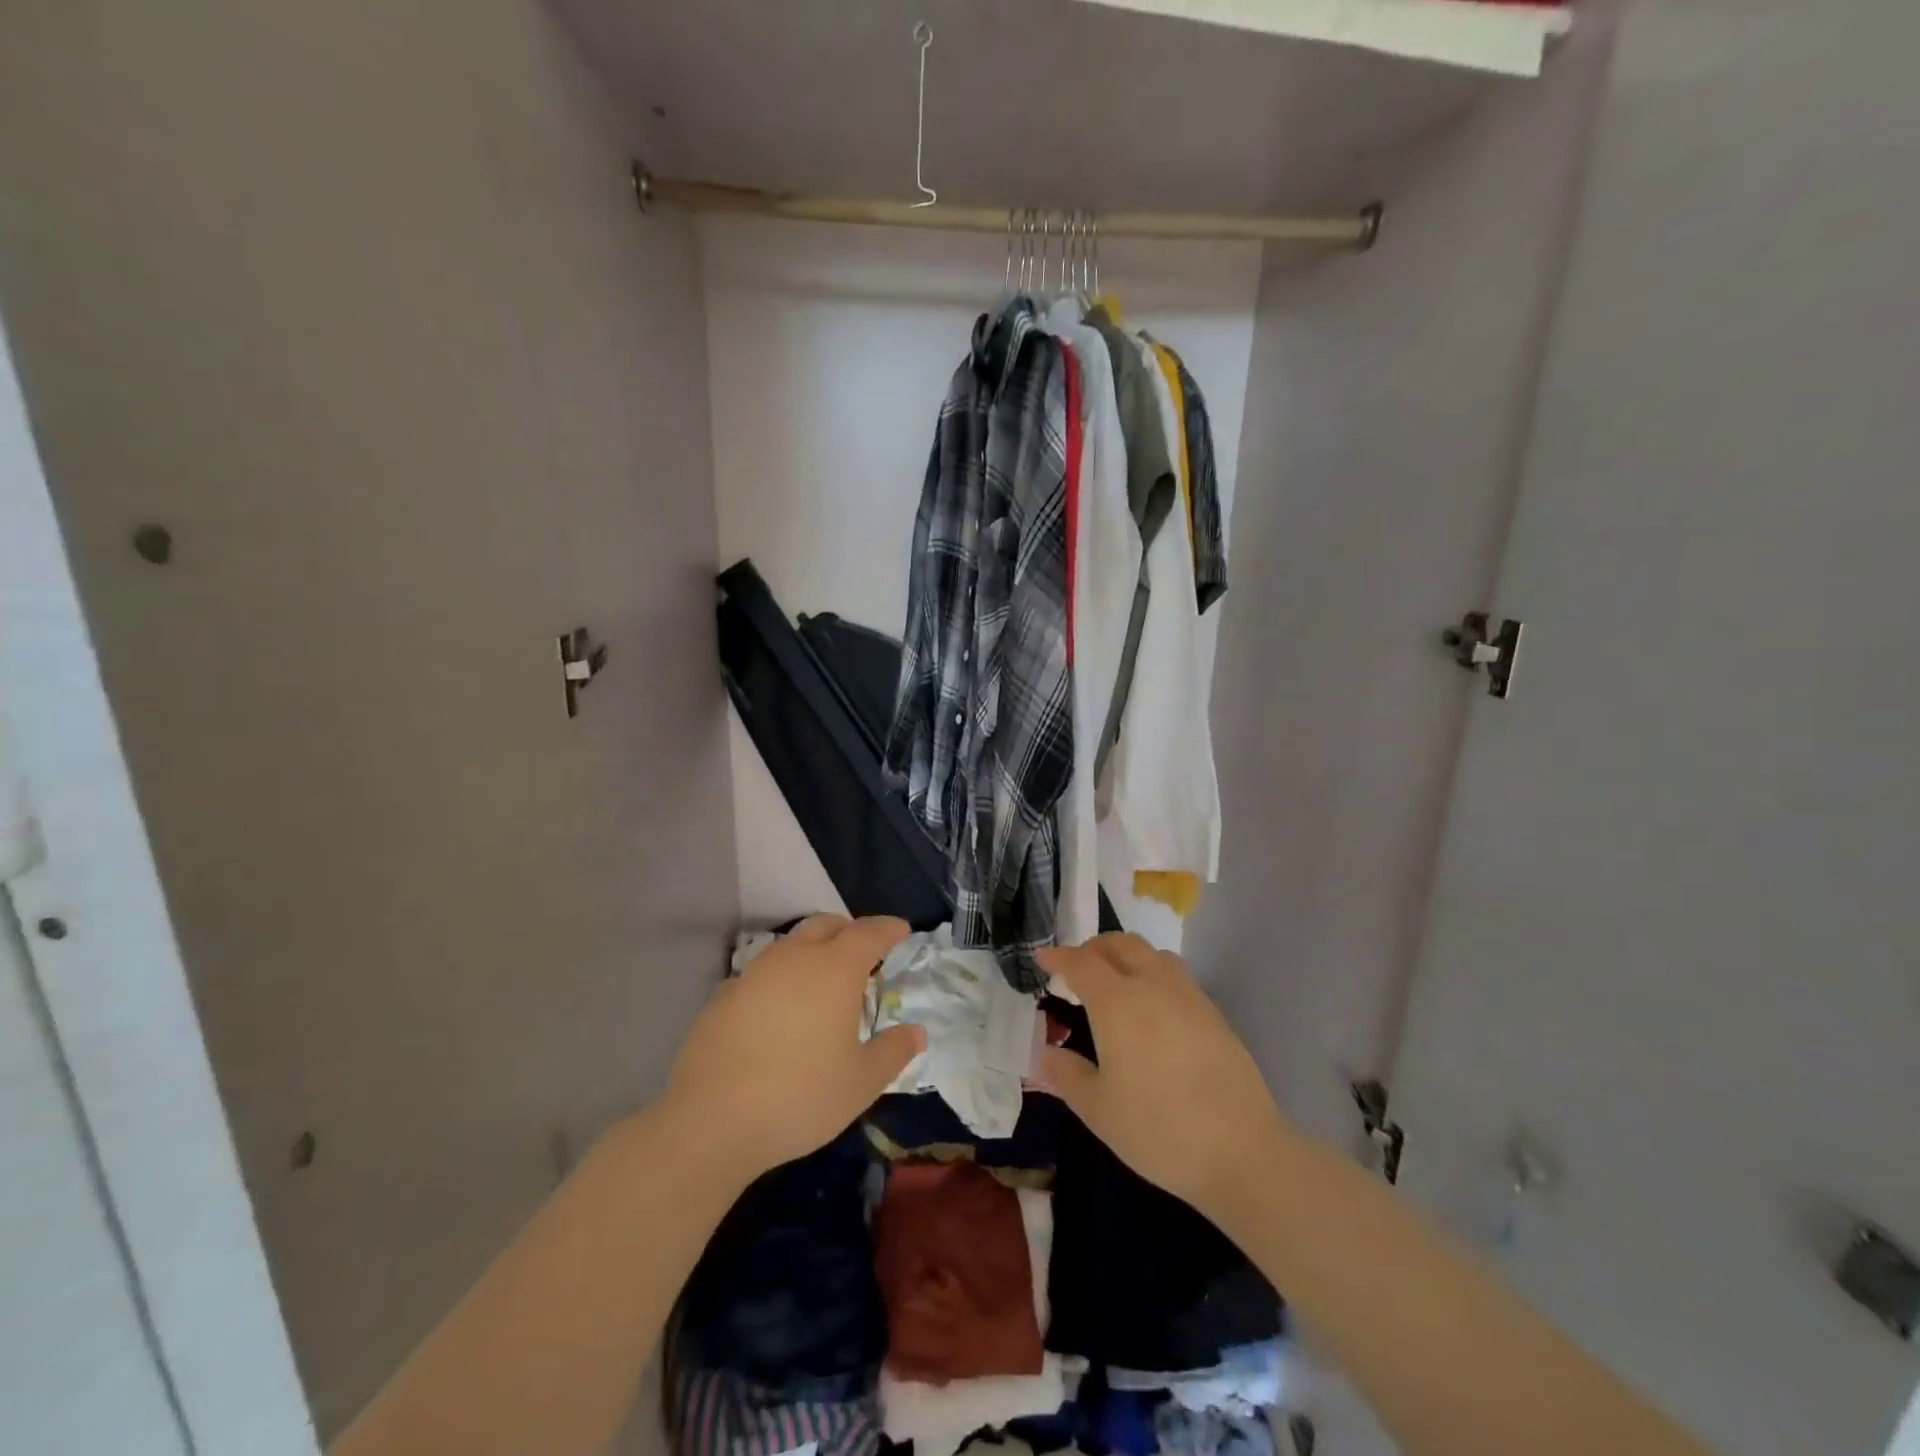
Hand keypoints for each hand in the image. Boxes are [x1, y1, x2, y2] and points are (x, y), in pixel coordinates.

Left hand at [663, 915, 925, 1181]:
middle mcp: (795, 958)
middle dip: (849, 931)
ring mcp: (754, 973)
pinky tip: (780, 1011)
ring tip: (822, 982)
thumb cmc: (799, 1096)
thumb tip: (917, 1032)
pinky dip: (781, 979)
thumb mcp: (861, 1083)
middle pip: (826, 925)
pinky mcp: (723, 995)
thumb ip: (893, 1052)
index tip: (902, 930)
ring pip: (791, 945)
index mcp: (835, 969)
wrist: (710, 1120)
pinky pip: (762, 973)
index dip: (888, 929)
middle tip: (864, 953)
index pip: (869, 932)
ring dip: (812, 951)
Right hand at [1038, 934, 1287, 1226]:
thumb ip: (1067, 1074)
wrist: (1242, 1151)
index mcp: (1117, 1002)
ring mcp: (1188, 996)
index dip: (1058, 957)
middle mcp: (1152, 986)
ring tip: (1115, 981)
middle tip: (1077, 968)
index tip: (1042, 958)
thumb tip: (1046, 1053)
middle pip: (1120, 944)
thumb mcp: (1098, 1110)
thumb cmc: (1159, 1129)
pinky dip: (1154, 974)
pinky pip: (1176, 974)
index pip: (1081, 963)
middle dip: (1093, 948)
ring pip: (1152, 953)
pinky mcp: (1214, 1013)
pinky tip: (1153, 1008)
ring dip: (1127, 955)